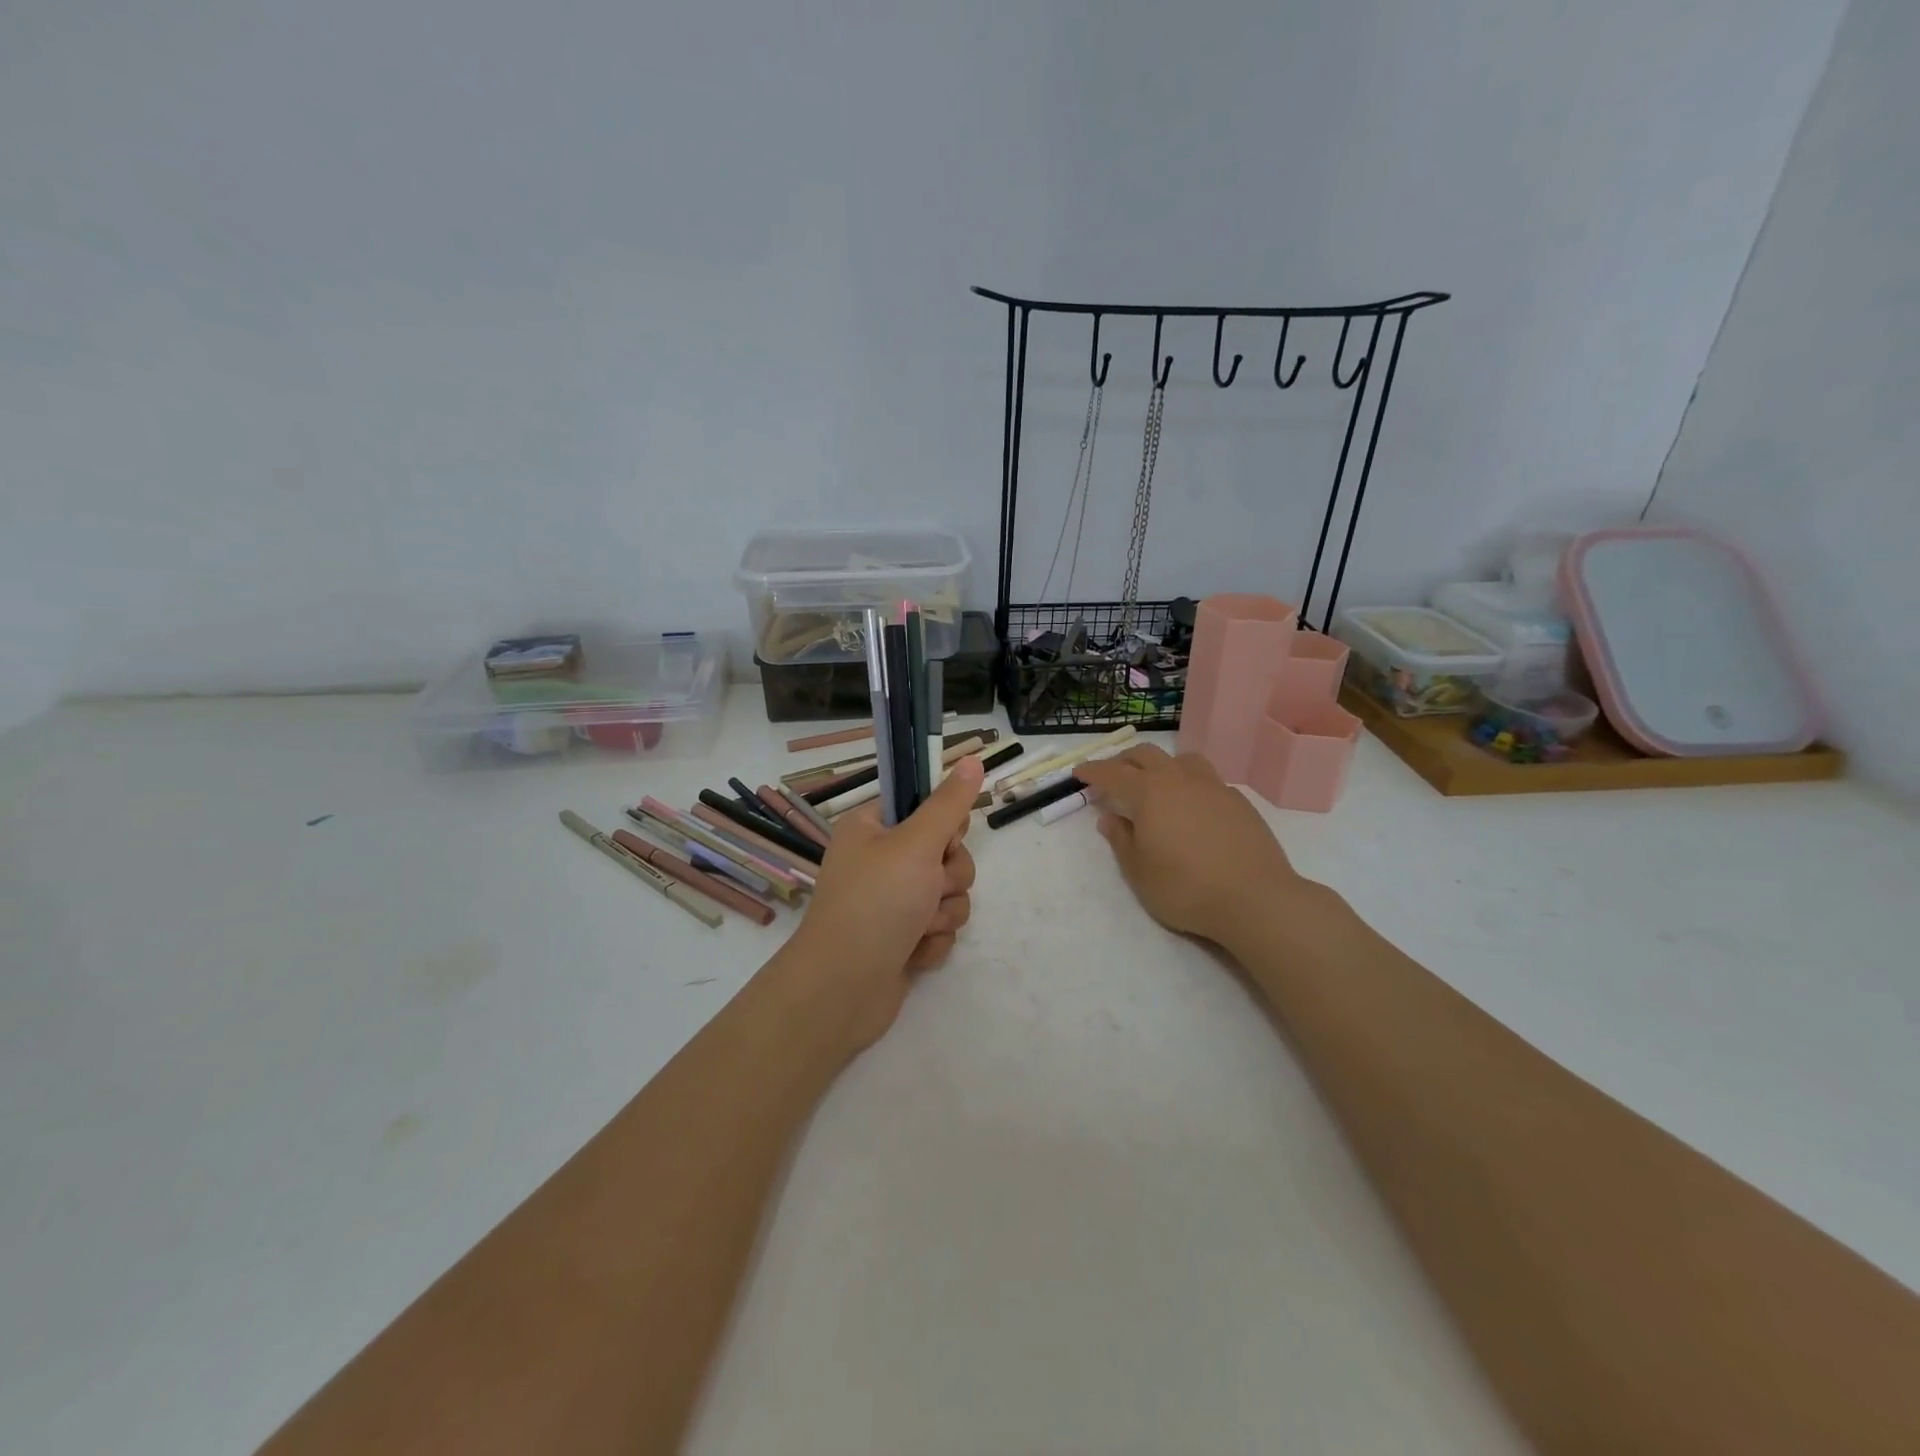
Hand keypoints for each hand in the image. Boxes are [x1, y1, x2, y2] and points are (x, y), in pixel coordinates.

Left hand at [778, 755, 982, 1052]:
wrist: (843, 989)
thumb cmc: (876, 903)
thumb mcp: (916, 844)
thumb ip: (949, 804)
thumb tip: (972, 758)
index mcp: (871, 829)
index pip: (924, 807)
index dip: (944, 824)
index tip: (946, 839)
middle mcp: (879, 861)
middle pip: (946, 853)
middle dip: (948, 877)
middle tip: (929, 888)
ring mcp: (890, 903)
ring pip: (948, 893)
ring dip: (942, 913)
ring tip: (918, 928)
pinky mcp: (901, 938)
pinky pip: (939, 928)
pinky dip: (932, 941)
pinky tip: (913, 953)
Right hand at [1075, 745, 1315, 949]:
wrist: (1256, 899)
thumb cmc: (1185, 888)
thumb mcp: (1139, 872)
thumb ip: (1121, 840)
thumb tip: (1110, 818)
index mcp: (1150, 792)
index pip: (1113, 773)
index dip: (1093, 771)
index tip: (1079, 772)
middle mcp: (1181, 779)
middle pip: (1147, 754)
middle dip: (1125, 761)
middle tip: (1113, 775)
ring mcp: (1214, 787)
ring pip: (1183, 759)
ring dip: (1162, 765)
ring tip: (1156, 784)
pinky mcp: (1240, 802)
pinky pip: (1207, 780)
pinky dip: (1190, 784)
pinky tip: (1192, 808)